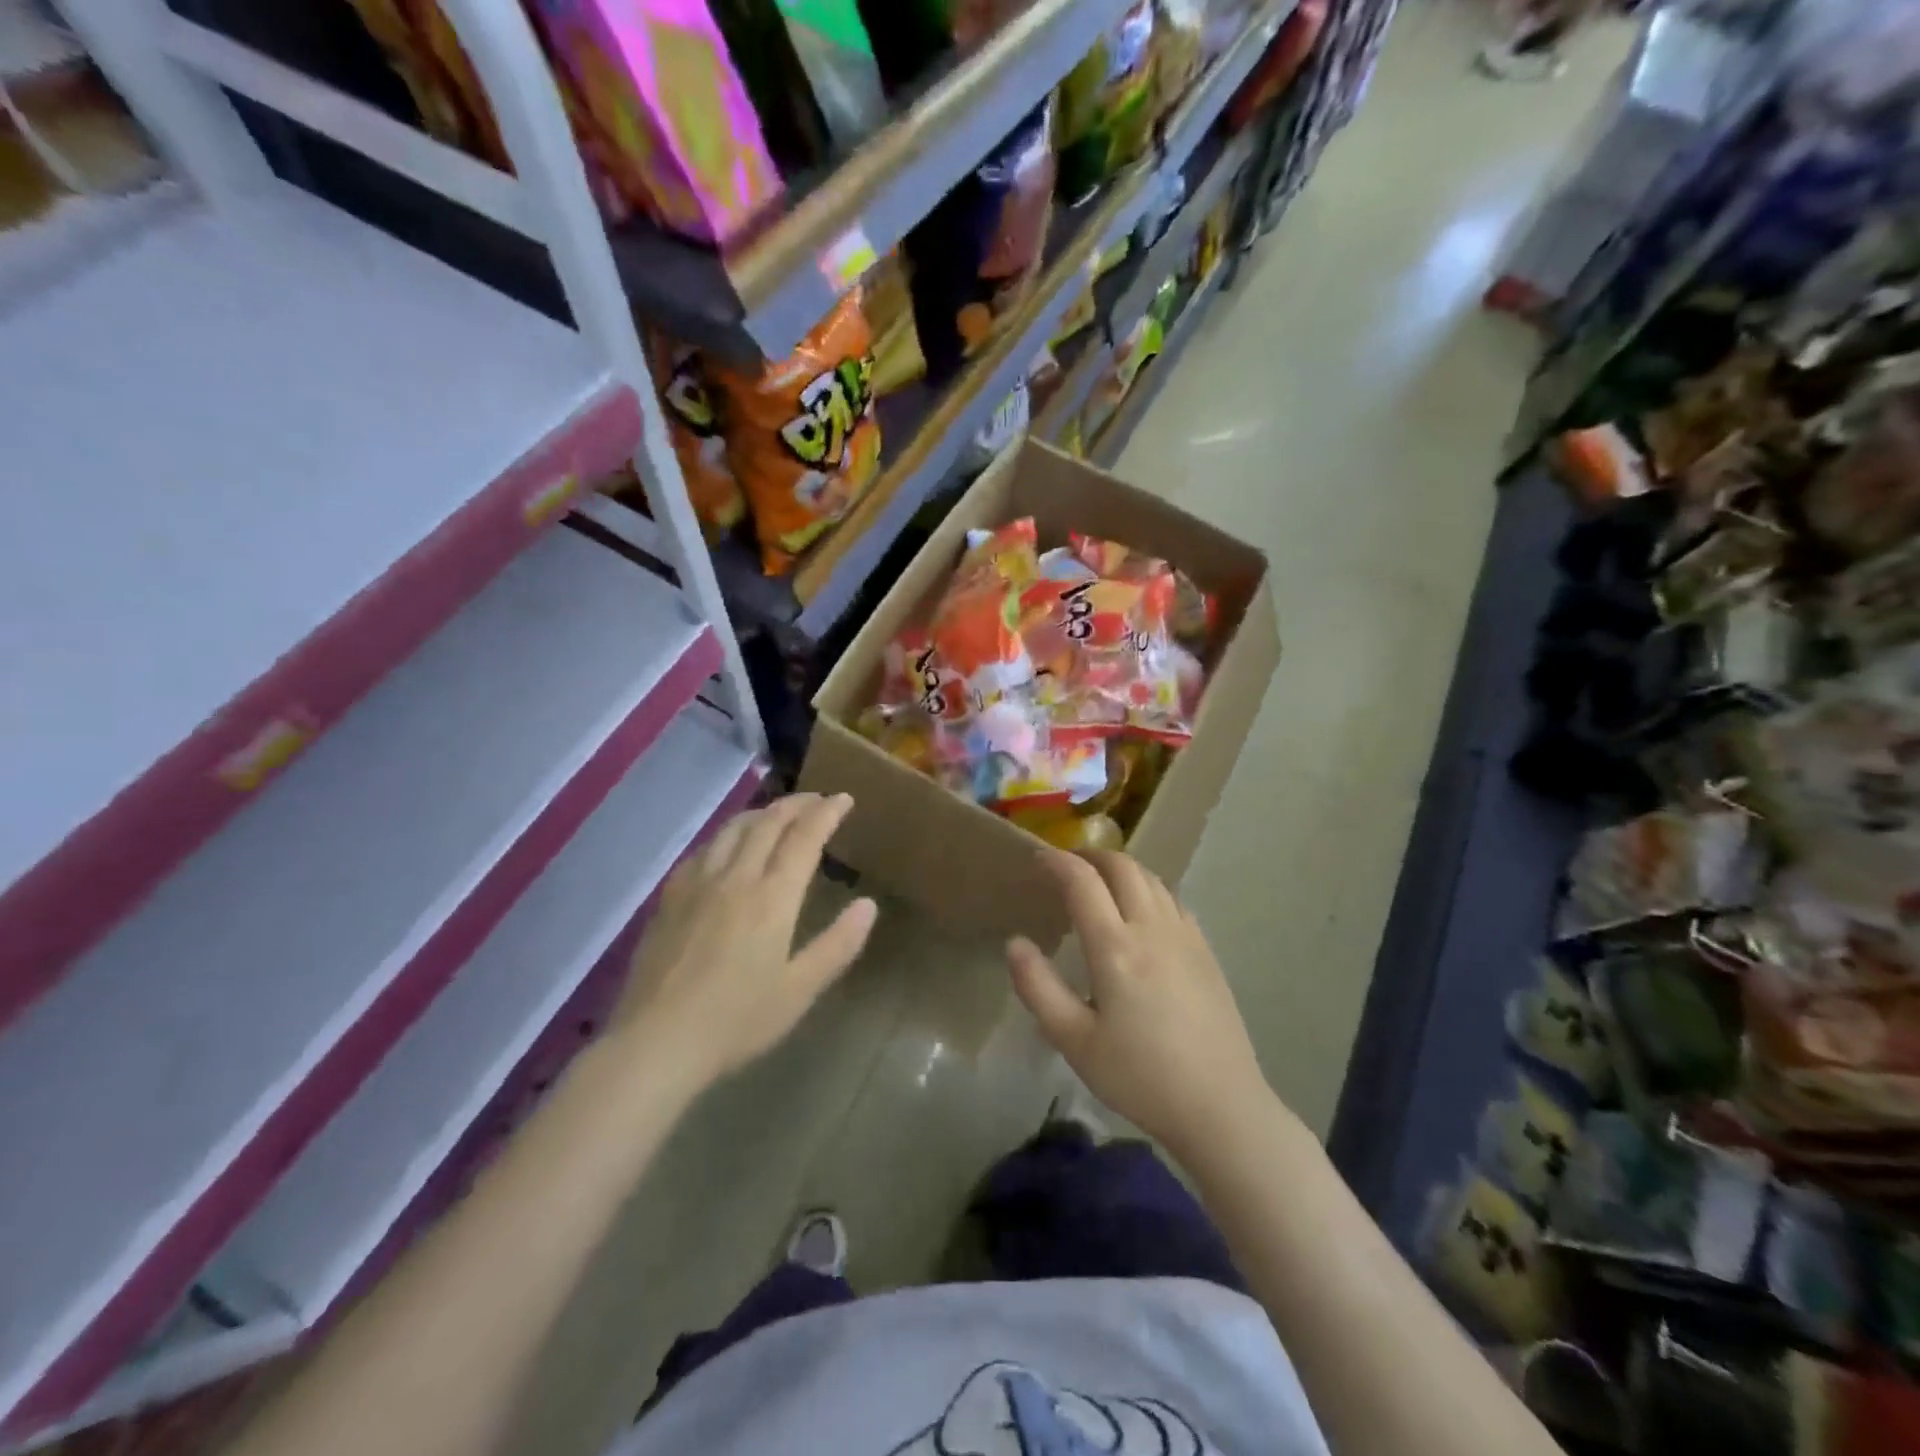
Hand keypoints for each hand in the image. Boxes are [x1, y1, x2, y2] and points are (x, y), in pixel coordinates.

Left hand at [614, 794, 876, 1092]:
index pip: (805, 837)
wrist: (656, 1042)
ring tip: (777, 814)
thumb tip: (868, 905)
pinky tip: (728, 847)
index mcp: (772, 897)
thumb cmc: (737, 1020)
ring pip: (733, 829)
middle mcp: (736, 877)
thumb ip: (838, 944)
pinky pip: (704, 849)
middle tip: (816, 800)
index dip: (827, 812)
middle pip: (768, 823)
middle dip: (797, 804)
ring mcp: (697, 884)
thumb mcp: (800, 990)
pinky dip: (727, 835)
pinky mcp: (670, 898)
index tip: (843, 798)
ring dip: (761, 813)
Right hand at [1007, 851, 1271, 1157]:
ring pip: (1151, 878)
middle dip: (1090, 856)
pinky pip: (1173, 899)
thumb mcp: (1074, 1041)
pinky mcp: (1205, 950)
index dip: (1057, 862)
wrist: (1220, 1106)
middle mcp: (1152, 928)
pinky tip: (1141, 911)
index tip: (1037, 859)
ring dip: (1121, 868)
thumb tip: (1014, 942)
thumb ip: (1038, 987)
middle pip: (1122, 866)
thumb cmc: (1139, 1077)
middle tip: (1066, 866)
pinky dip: (1148, 888)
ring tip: (1099, 883)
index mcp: (1116, 948)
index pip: (1083, 881)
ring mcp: (1185, 936)